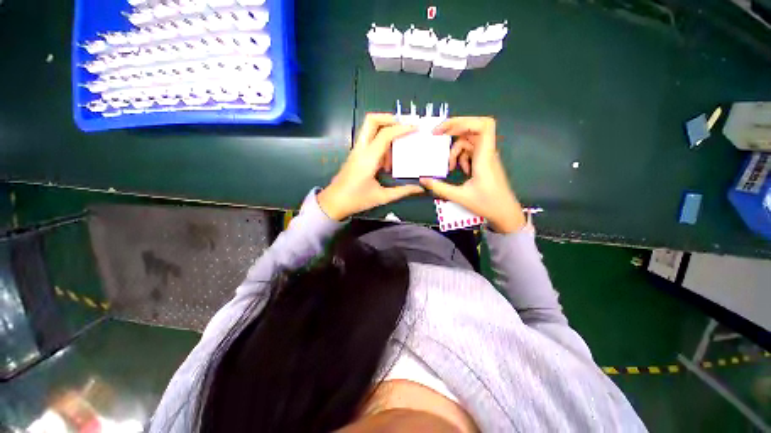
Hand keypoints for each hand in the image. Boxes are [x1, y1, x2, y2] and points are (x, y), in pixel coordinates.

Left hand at [318, 113, 424, 219]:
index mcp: (368, 158)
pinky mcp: (355, 155)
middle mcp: (361, 149)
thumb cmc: (356, 200)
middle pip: (371, 120)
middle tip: (404, 127)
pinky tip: (387, 161)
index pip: (385, 134)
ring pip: (370, 129)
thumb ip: (402, 191)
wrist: (333, 203)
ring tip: (398, 149)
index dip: (402, 128)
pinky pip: (369, 140)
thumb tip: (420, 188)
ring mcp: (356, 151)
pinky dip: (381, 142)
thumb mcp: (382, 197)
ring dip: (386, 132)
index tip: (416, 128)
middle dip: (389, 118)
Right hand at [419, 117, 525, 232]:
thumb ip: (439, 187)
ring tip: (449, 167)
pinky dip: (461, 157)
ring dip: (456, 149)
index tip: (445, 129)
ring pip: (469, 141)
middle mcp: (487, 152)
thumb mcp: (460, 197)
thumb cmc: (487, 204)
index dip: (464, 121)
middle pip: (472, 129)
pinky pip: (471, 151)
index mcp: (484, 157)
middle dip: (453, 130)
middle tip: (436, 136)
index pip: (483, 125)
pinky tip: (459, 170)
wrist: (505, 213)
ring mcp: (486, 157)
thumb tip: (422, 180)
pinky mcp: (484, 162)